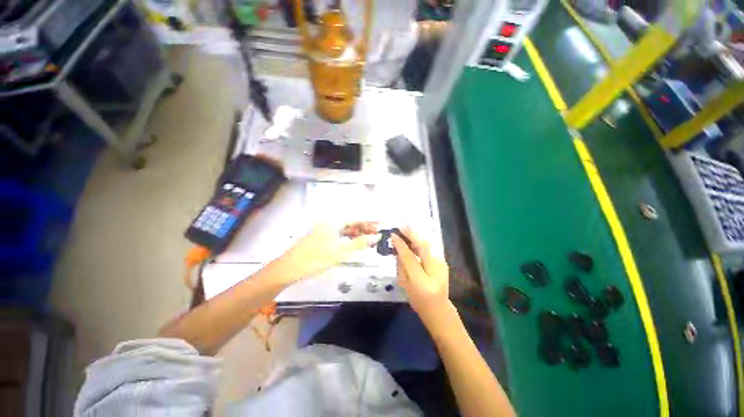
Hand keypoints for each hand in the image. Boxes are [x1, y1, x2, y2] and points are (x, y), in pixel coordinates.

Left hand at [273, 222, 379, 282]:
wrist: (288, 269)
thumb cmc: (315, 259)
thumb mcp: (340, 252)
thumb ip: (359, 243)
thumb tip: (377, 236)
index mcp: (333, 222)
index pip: (356, 218)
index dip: (369, 222)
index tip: (380, 226)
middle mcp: (329, 223)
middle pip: (350, 222)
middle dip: (364, 228)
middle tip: (376, 235)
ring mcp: (324, 230)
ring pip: (345, 229)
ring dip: (357, 234)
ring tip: (368, 241)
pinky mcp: (321, 238)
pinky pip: (339, 235)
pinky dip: (348, 239)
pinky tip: (354, 244)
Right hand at [391, 228, 450, 322]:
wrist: (439, 309)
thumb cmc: (418, 301)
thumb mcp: (405, 285)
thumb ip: (401, 266)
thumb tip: (398, 249)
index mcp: (421, 280)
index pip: (409, 257)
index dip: (401, 244)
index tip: (393, 235)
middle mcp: (434, 270)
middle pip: (423, 246)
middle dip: (412, 234)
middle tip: (401, 227)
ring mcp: (441, 265)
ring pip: (427, 245)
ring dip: (416, 237)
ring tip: (406, 232)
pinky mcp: (443, 262)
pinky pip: (429, 249)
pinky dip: (420, 244)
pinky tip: (413, 242)